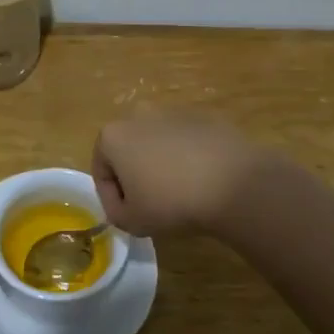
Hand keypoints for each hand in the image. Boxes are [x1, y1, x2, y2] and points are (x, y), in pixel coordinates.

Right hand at [92, 114, 263, 235]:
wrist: (233, 184)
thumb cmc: (171, 202)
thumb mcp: (132, 222)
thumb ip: (116, 213)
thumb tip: (123, 203)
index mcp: (113, 135)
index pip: (101, 170)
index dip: (111, 198)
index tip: (127, 216)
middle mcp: (139, 115)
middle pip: (128, 150)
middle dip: (135, 175)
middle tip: (151, 203)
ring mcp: (173, 112)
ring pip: (158, 143)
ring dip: (161, 164)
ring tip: (180, 192)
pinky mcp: (204, 116)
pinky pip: (186, 140)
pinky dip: (188, 157)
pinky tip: (202, 180)